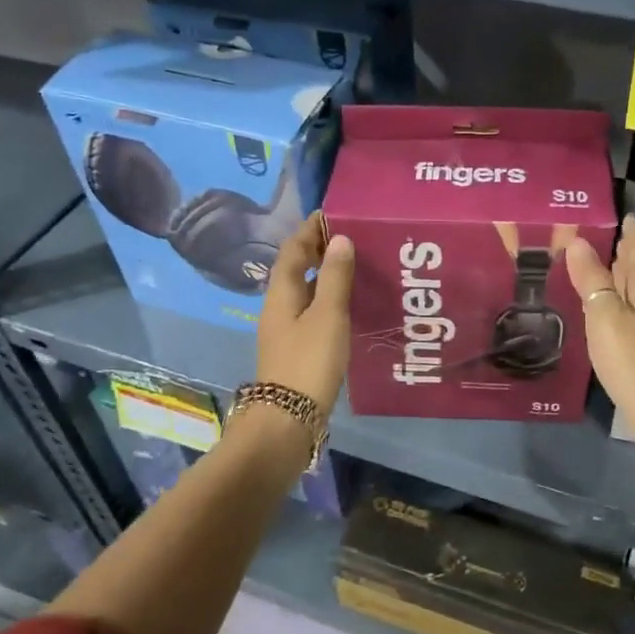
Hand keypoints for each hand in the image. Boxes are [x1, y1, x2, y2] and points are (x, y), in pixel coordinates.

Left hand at [256, 213, 354, 416]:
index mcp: (281, 293)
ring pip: (304, 292)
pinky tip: (349, 305)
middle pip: (295, 269)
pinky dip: (328, 300)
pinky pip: (312, 312)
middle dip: (318, 251)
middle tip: (351, 238)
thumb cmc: (308, 361)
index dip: (310, 231)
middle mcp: (279, 307)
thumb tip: (340, 239)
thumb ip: (335, 277)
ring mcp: (286, 330)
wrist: (289, 419)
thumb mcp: (328, 315)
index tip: (332, 214)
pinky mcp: (297, 349)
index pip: (292, 250)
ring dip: (325, 276)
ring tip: (355, 267)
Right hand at [566, 215, 634, 456]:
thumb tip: (578, 242)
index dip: (630, 230)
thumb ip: (592, 280)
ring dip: (617, 276)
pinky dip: (616, 302)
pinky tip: (601, 308)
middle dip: (621, 250)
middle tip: (593, 234)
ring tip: (592, 264)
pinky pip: (630, 314)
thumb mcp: (606, 317)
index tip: (616, 212)